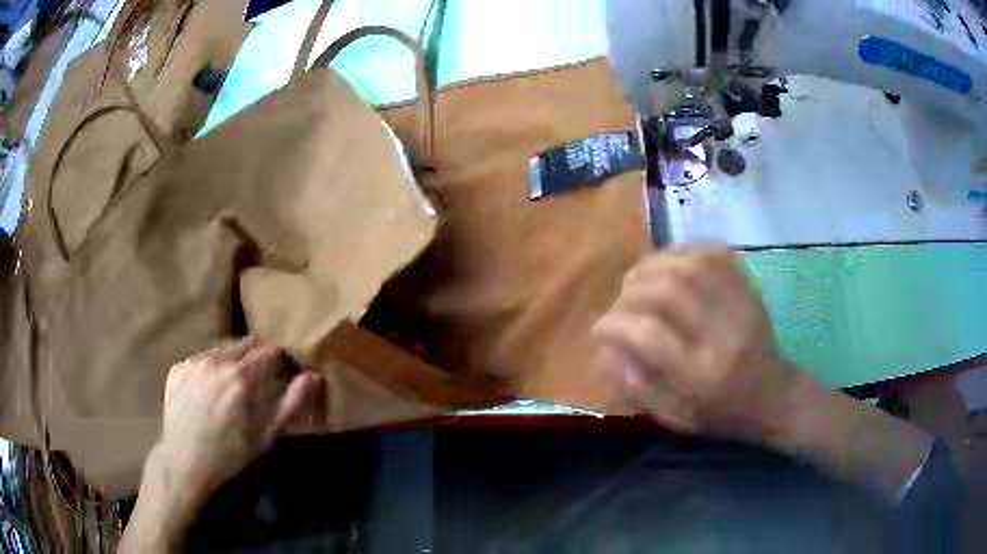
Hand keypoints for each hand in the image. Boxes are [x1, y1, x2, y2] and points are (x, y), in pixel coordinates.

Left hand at [121, 339, 327, 551]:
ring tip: (232, 389)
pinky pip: (201, 359)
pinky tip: (209, 393)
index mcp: (241, 377)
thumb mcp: (266, 436)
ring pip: (222, 350)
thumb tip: (313, 376)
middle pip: (246, 344)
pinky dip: (210, 369)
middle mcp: (215, 361)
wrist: (184, 464)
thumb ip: (291, 403)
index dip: (280, 362)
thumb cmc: (230, 455)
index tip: (283, 375)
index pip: (269, 351)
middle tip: (258, 383)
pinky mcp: (177, 368)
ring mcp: (193, 362)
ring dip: (233, 362)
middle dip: (257, 359)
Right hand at [592, 246, 797, 442]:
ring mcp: (740, 305)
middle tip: (620, 304)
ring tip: (637, 280)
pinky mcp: (749, 288)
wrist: (774, 396)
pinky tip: (668, 264)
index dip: (613, 325)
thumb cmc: (722, 414)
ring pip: (690, 264)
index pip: (647, 335)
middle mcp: (722, 334)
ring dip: (653, 265)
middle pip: (668, 290)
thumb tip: (607, 349)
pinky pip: (714, 253)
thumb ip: (638, 386)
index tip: (599, 330)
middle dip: (630, 291)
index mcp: (701, 376)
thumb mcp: (675, 418)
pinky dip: (683, 251)